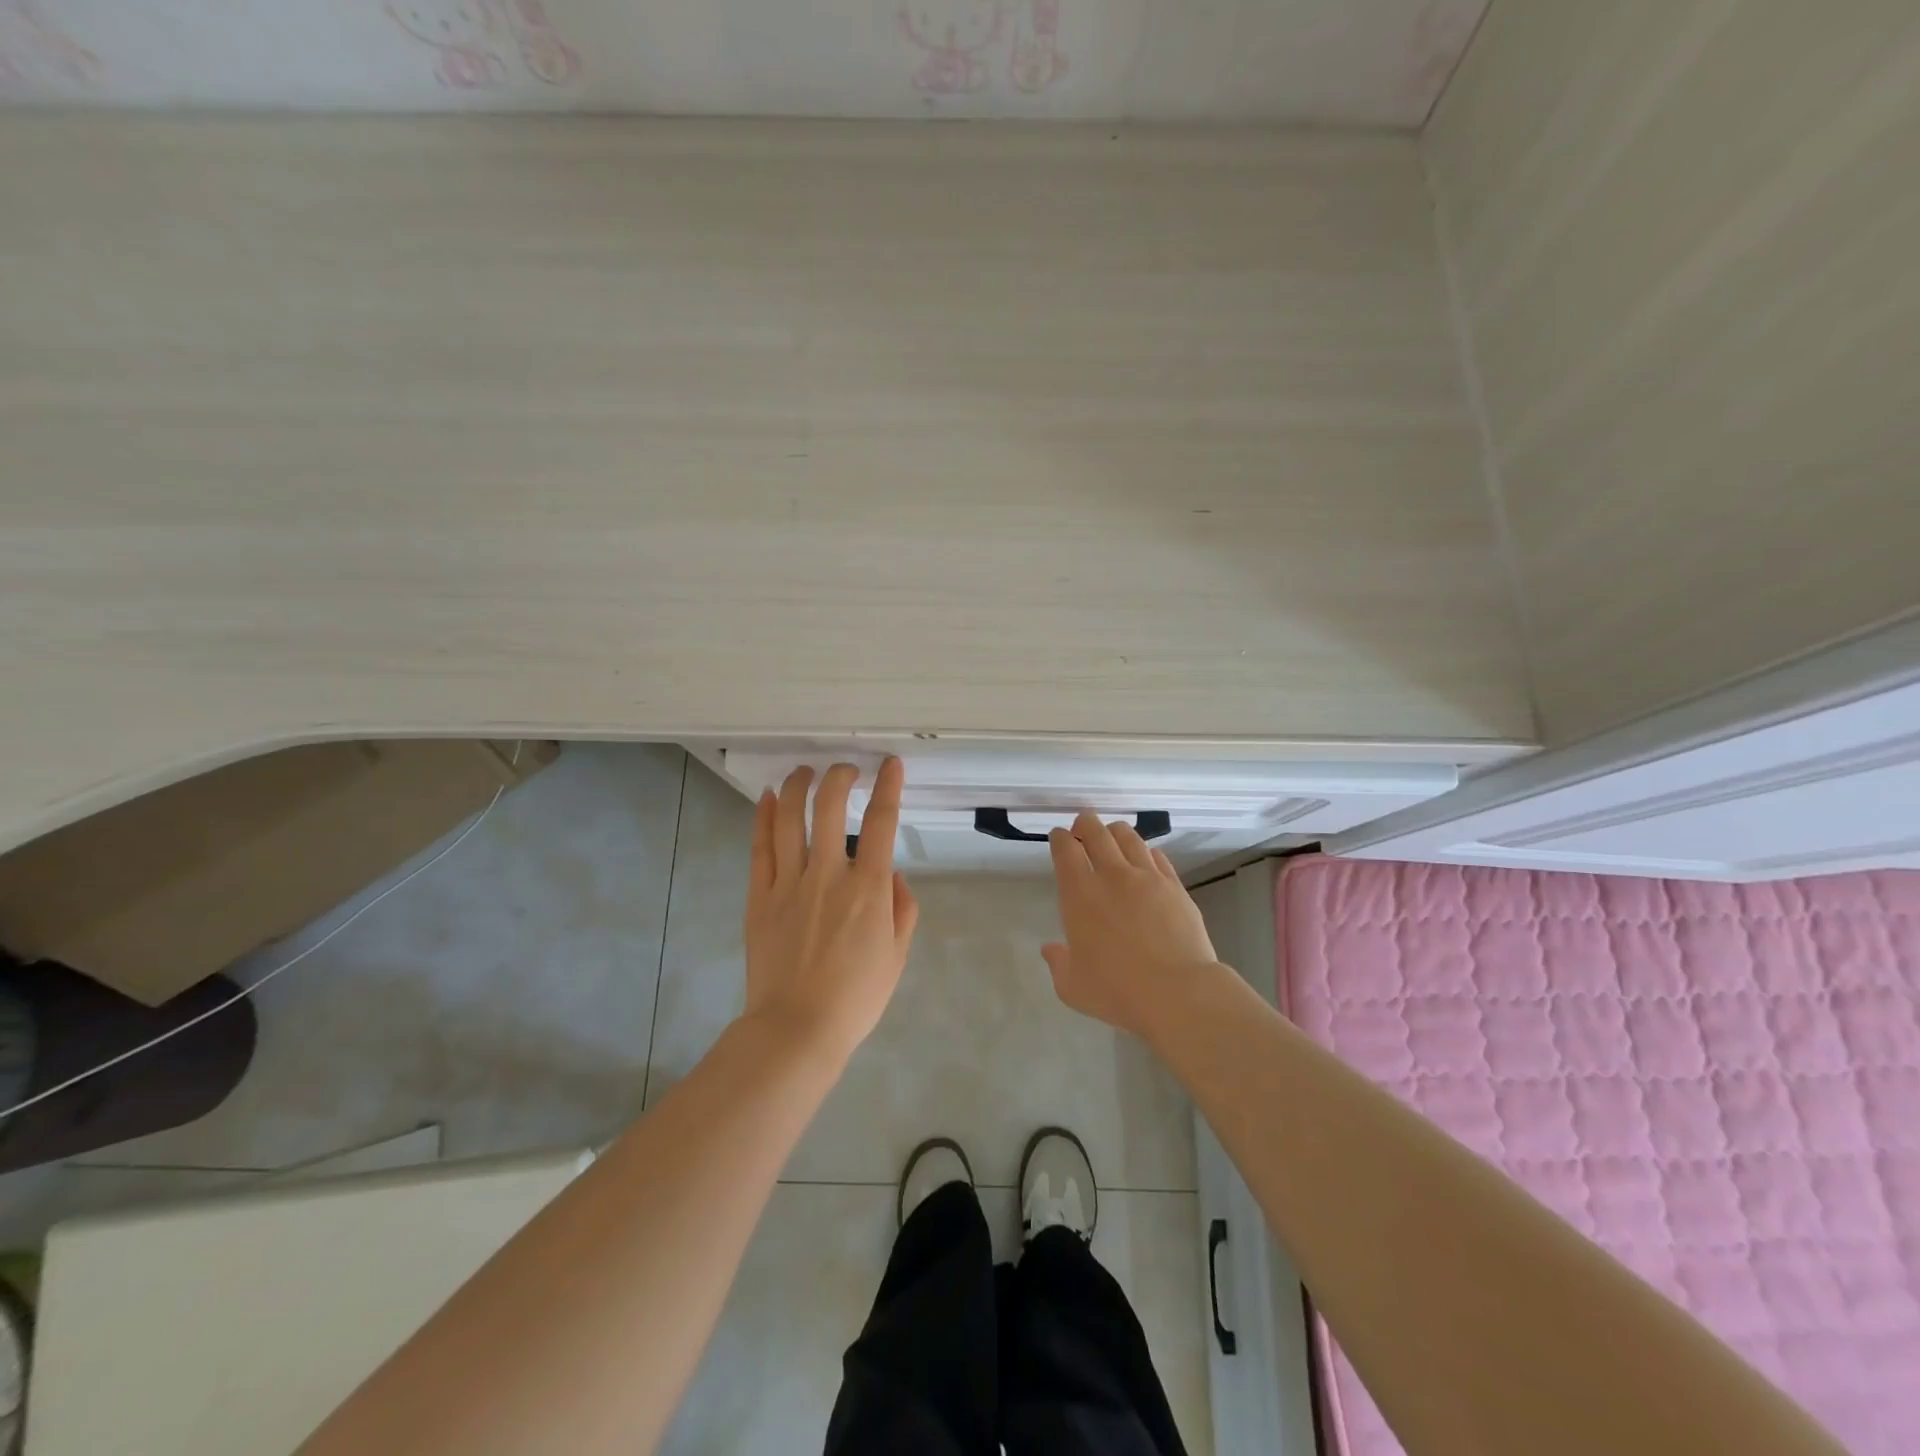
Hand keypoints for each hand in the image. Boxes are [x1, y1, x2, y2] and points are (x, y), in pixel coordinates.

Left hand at [742, 759, 918, 1063]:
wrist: (797, 1028)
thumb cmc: (856, 996)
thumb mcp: (897, 955)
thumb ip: (903, 908)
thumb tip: (891, 874)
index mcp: (867, 888)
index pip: (881, 822)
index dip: (888, 786)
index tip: (890, 764)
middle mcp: (827, 874)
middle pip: (829, 807)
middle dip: (838, 776)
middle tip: (844, 769)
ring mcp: (789, 883)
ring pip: (790, 819)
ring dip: (798, 786)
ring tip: (805, 771)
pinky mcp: (759, 897)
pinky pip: (760, 848)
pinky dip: (764, 818)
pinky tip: (768, 797)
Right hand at [1043, 813, 1217, 1038]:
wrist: (1178, 992)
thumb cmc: (1117, 991)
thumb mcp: (1073, 986)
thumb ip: (1058, 963)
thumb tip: (1051, 949)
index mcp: (1080, 894)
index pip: (1066, 849)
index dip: (1060, 838)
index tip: (1060, 837)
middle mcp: (1112, 875)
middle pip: (1096, 831)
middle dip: (1085, 824)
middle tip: (1082, 827)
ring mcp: (1147, 877)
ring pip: (1128, 836)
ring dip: (1115, 832)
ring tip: (1112, 837)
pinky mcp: (1175, 886)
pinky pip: (1157, 856)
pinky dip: (1145, 851)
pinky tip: (1144, 859)